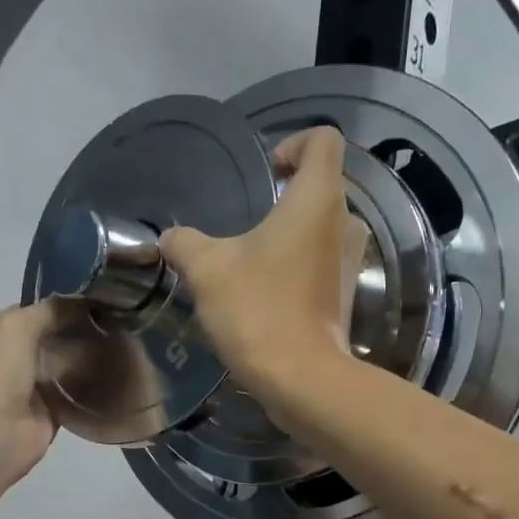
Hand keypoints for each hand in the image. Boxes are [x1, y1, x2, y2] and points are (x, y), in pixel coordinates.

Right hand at [160, 127, 366, 404]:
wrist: (299, 377)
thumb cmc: (258, 309)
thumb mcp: (207, 269)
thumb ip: (185, 243)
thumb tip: (169, 238)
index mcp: (316, 199)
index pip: (323, 140)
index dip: (293, 143)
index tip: (265, 171)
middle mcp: (343, 223)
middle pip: (324, 183)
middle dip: (287, 191)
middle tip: (249, 214)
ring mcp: (349, 262)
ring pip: (324, 226)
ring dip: (292, 231)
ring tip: (253, 252)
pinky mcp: (344, 295)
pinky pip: (323, 261)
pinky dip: (298, 263)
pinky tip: (265, 286)